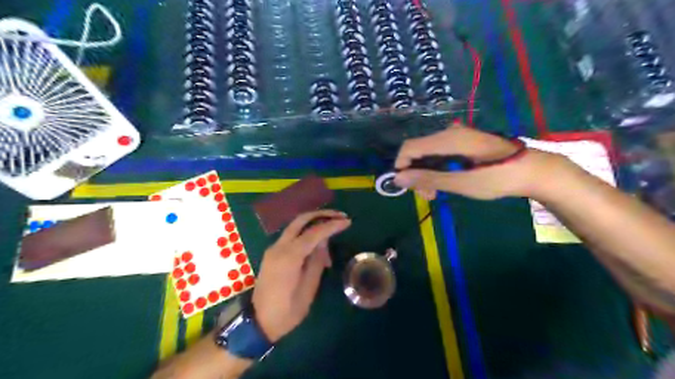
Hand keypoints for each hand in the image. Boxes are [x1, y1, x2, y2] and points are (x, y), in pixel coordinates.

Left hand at [250, 210, 349, 343]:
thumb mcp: (308, 288)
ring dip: (314, 223)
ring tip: (333, 230)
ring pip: (296, 225)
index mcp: (289, 256)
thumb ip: (317, 261)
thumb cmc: (287, 310)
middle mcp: (279, 246)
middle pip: (301, 220)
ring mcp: (274, 248)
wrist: (258, 321)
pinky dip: (306, 233)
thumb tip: (324, 241)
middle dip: (322, 215)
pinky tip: (318, 242)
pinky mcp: (273, 253)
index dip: (332, 225)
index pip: (314, 232)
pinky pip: (292, 236)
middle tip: (340, 216)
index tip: (348, 222)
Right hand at [394, 124, 556, 200]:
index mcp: (448, 139)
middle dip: (416, 173)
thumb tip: (398, 178)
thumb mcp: (460, 182)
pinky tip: (444, 181)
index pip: (409, 147)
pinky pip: (440, 153)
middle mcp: (449, 133)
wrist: (533, 171)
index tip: (407, 187)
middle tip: (427, 196)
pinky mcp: (464, 142)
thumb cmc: (497, 178)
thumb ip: (428, 179)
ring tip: (435, 193)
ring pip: (428, 153)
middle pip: (418, 151)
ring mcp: (457, 136)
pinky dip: (436, 169)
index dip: (401, 165)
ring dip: (426, 173)